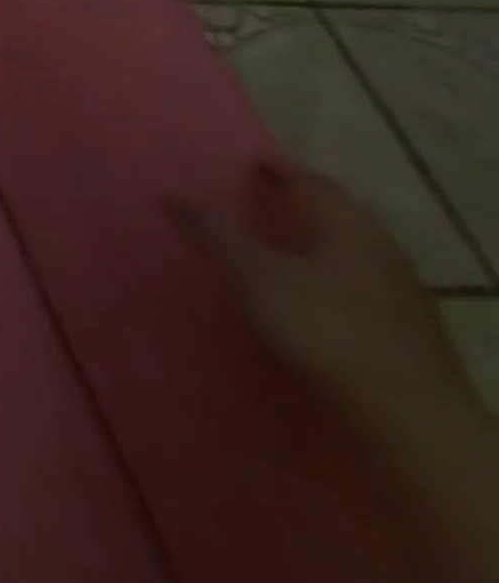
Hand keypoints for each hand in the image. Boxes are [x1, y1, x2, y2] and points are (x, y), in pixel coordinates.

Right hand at [170, 162, 478, 435]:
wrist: (408, 419)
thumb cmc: (321, 328)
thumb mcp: (251, 273)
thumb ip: (213, 230)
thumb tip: (175, 192)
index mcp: (351, 231)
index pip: (316, 184)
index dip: (281, 170)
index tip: (250, 163)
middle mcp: (383, 255)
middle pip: (339, 217)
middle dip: (300, 205)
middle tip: (258, 200)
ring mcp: (402, 297)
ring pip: (351, 253)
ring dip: (314, 242)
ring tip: (274, 245)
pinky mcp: (406, 332)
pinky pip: (358, 284)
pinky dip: (327, 274)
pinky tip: (306, 292)